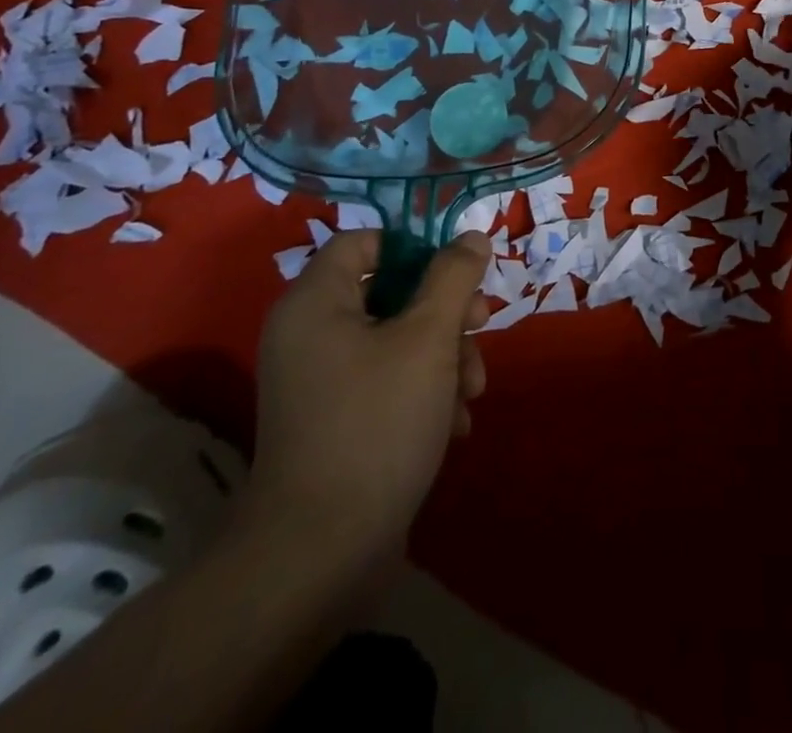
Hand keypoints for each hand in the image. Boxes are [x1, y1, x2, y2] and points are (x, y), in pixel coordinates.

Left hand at [243, 230, 491, 567]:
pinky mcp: (336, 421)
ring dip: (445, 356)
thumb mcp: (428, 338)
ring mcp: (321, 381)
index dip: (416, 246)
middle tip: (481, 325)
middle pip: (391, 291)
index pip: (365, 241)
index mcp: (316, 302)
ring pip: (398, 339)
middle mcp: (310, 334)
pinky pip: (387, 381)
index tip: (459, 270)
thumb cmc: (377, 423)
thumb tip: (470, 237)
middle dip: (446, 310)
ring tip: (472, 391)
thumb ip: (453, 277)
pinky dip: (425, 391)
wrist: (320, 554)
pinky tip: (454, 423)